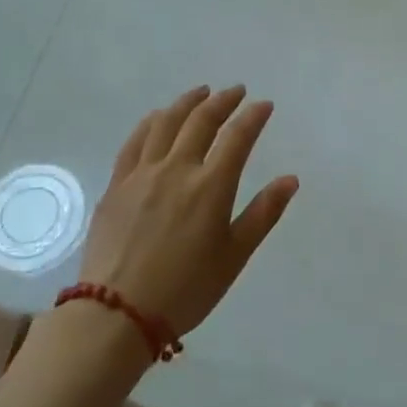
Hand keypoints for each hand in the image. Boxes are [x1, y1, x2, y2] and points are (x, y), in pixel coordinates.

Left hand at [79, 86, 298, 337]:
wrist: (116, 314)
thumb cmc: (186, 289)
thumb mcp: (234, 256)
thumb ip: (263, 214)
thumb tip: (290, 179)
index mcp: (211, 186)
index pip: (237, 137)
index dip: (253, 116)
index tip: (264, 105)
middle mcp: (176, 169)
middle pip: (201, 121)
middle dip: (222, 101)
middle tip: (235, 91)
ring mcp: (142, 174)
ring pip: (166, 123)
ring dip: (186, 102)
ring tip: (200, 93)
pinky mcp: (117, 185)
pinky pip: (135, 141)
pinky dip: (151, 122)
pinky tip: (158, 117)